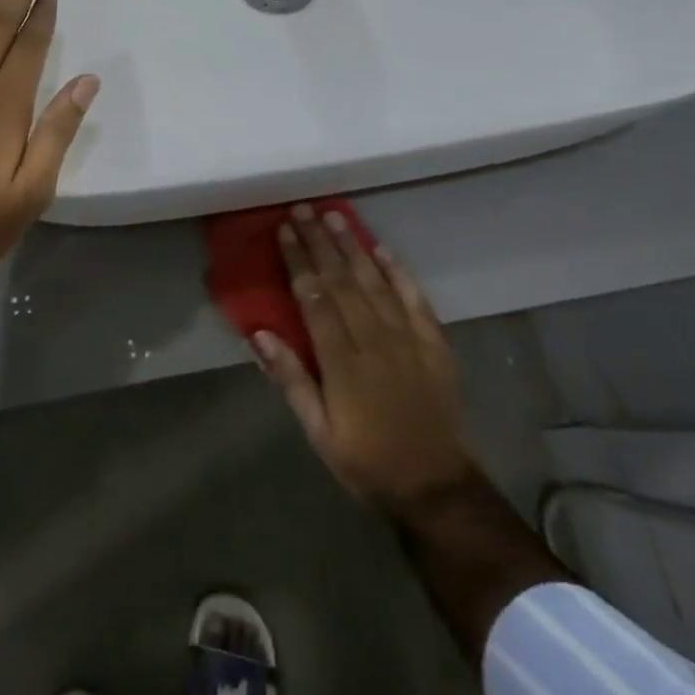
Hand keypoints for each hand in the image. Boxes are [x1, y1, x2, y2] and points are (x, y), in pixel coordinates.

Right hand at [255, 206, 473, 519]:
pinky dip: (400, 273)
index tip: (284, 230)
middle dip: (321, 242)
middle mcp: (374, 341)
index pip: (314, 298)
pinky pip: (416, 300)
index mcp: (342, 362)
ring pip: (376, 282)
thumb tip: (259, 333)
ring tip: (336, 217)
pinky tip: (384, 250)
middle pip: (342, 281)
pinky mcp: (435, 345)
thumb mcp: (318, 431)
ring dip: (354, 247)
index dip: (298, 260)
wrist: (435, 485)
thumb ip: (290, 380)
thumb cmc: (366, 460)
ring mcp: (408, 340)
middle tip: (305, 209)